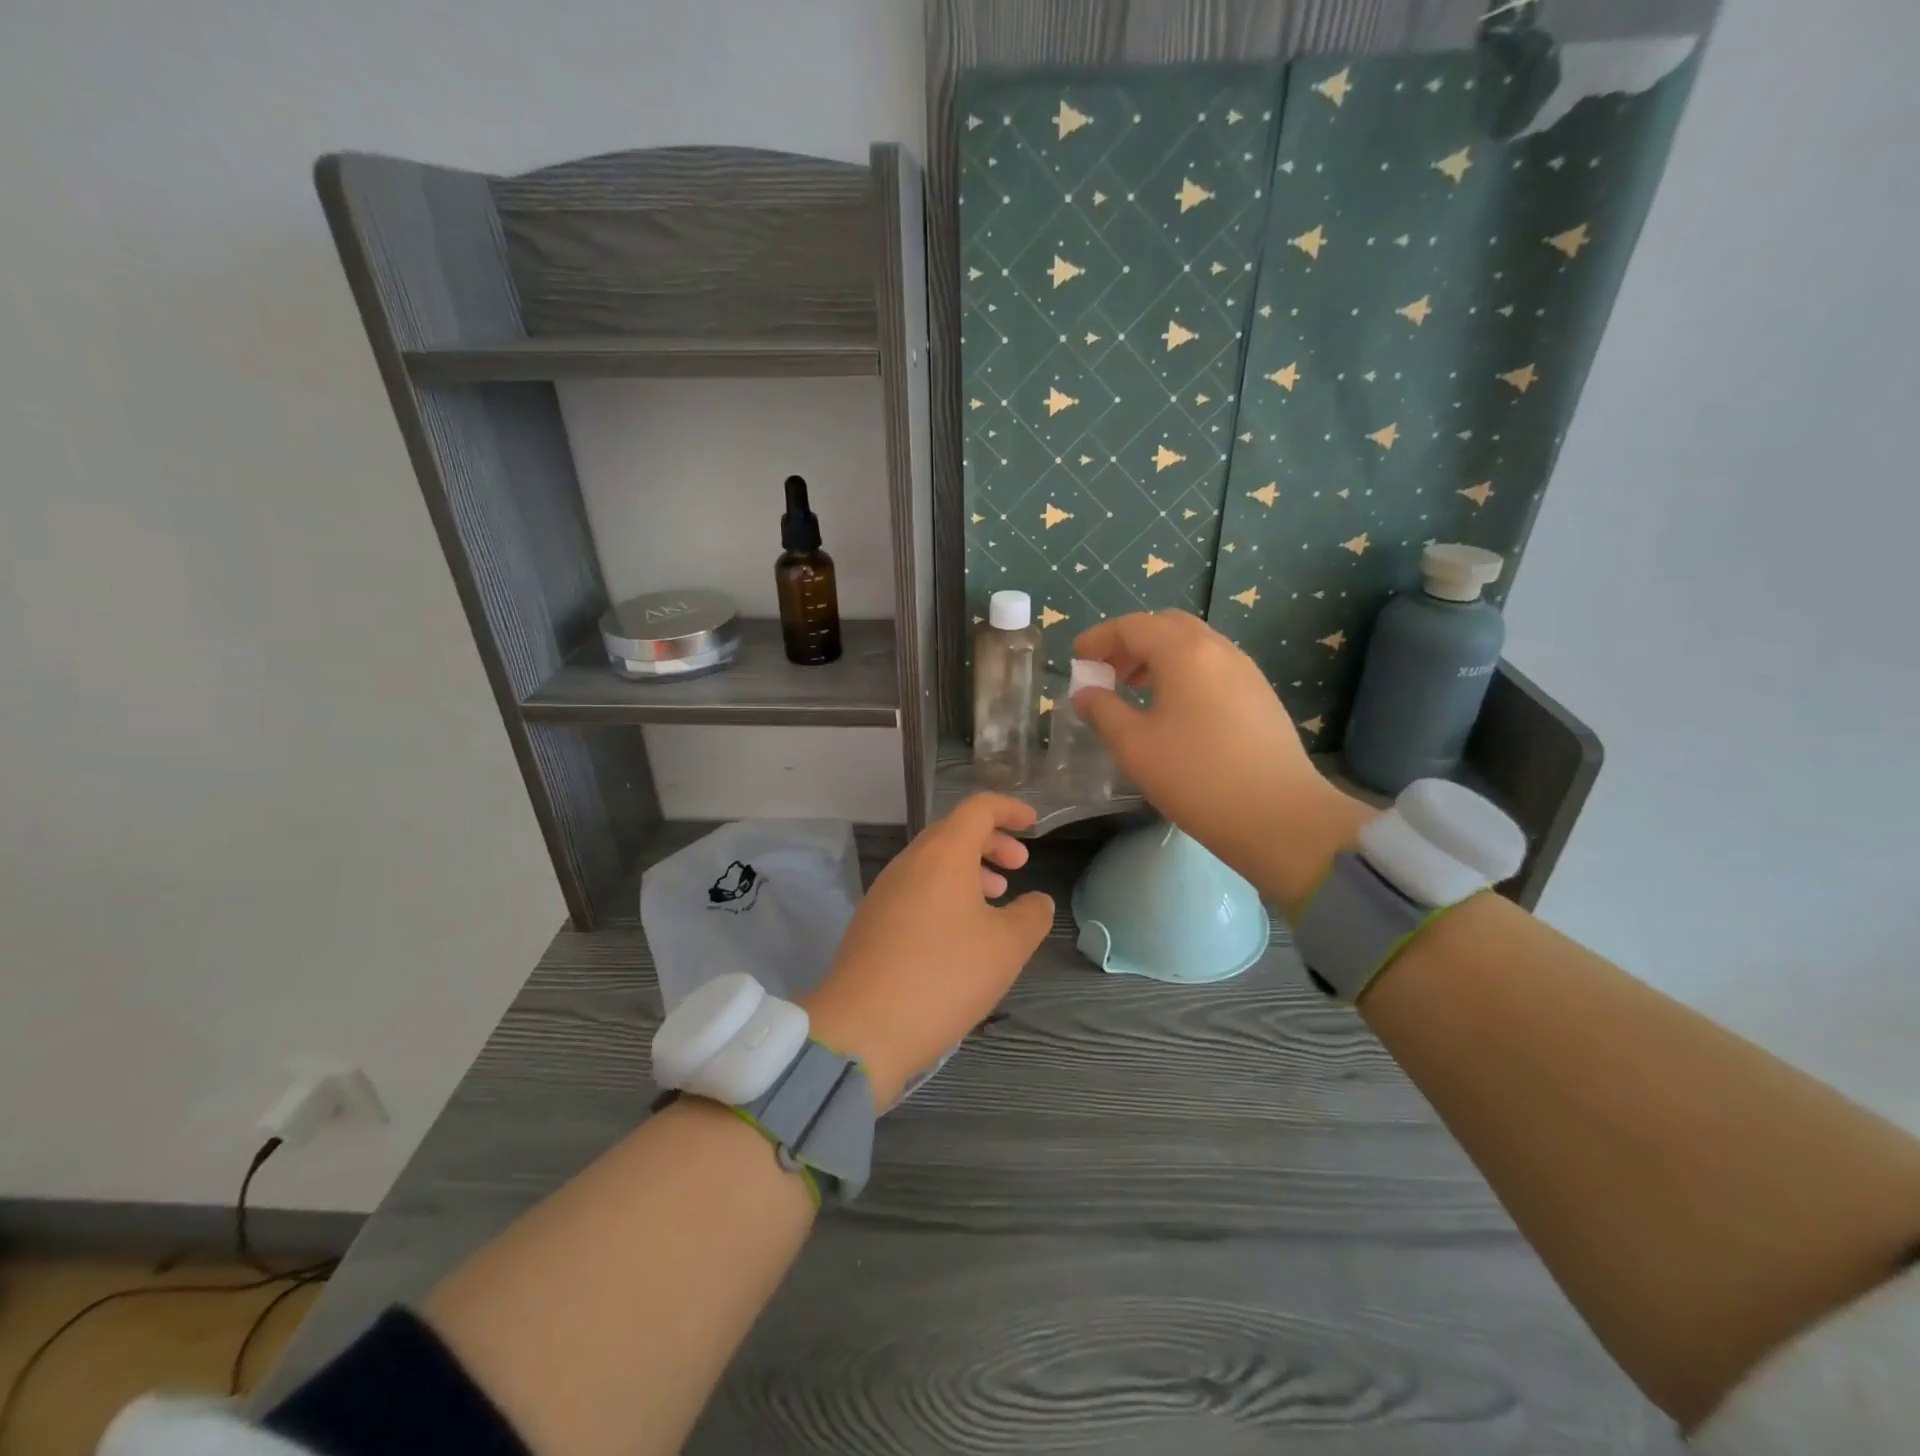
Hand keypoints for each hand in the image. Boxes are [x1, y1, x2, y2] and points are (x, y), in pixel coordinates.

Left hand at [803, 794, 1053, 1104]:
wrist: (863, 1028)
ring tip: (994, 901)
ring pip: (932, 863)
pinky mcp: (871, 921)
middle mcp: (909, 863)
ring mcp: (884, 891)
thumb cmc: (945, 976)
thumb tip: (1037, 902)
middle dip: (991, 843)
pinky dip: (944, 894)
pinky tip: (959, 933)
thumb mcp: (1007, 948)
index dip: (1009, 810)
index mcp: (943, 854)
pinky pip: (915, 890)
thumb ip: (1031, 916)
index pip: (978, 808)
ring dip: (968, 871)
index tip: (1033, 825)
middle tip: (1018, 867)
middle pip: (953, 832)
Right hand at [1072, 610, 1373, 907]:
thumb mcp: (1134, 746)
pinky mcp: (1260, 694)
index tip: (1078, 657)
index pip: (1133, 626)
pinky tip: (1173, 707)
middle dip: (1130, 641)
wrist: (1279, 815)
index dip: (1100, 638)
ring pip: (1193, 644)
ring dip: (1158, 656)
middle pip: (1166, 626)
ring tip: (1135, 689)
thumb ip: (1103, 711)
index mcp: (1184, 653)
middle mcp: (1218, 649)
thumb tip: (1086, 693)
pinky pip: (1212, 665)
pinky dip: (1183, 670)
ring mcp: (1245, 670)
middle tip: (1107, 671)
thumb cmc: (1196, 777)